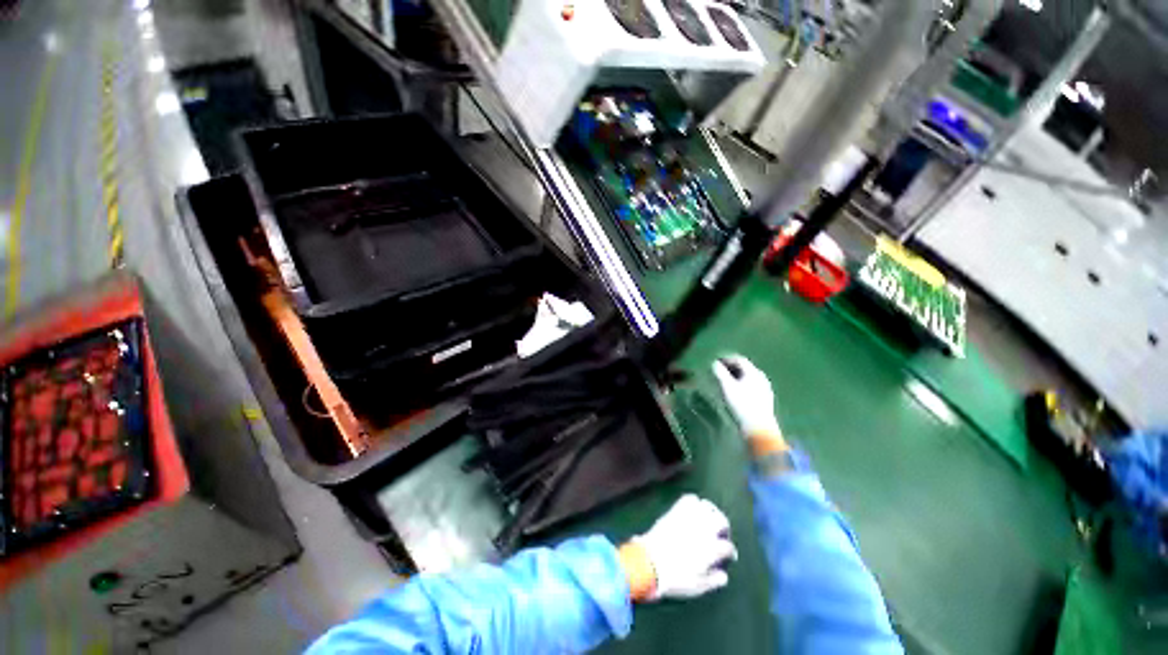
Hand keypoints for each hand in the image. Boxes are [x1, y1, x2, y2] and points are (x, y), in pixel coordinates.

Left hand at [624, 494, 736, 600]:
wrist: (650, 563)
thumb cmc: (675, 579)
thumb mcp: (698, 586)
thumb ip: (714, 580)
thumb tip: (724, 575)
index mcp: (711, 550)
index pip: (728, 547)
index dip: (729, 552)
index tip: (727, 556)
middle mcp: (703, 530)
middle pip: (721, 521)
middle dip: (724, 527)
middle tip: (721, 533)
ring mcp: (689, 518)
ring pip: (707, 507)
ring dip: (711, 512)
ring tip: (709, 518)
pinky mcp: (676, 511)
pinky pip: (690, 499)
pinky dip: (694, 502)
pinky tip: (694, 509)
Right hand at [712, 355, 781, 438]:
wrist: (759, 427)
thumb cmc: (742, 404)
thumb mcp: (727, 387)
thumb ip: (720, 373)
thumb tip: (715, 363)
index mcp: (753, 372)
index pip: (739, 359)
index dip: (727, 359)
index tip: (716, 362)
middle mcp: (761, 377)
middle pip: (745, 367)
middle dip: (731, 367)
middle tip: (719, 371)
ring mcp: (765, 388)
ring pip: (749, 377)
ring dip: (737, 376)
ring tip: (726, 381)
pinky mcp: (765, 398)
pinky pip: (752, 385)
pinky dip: (742, 383)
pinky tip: (737, 391)